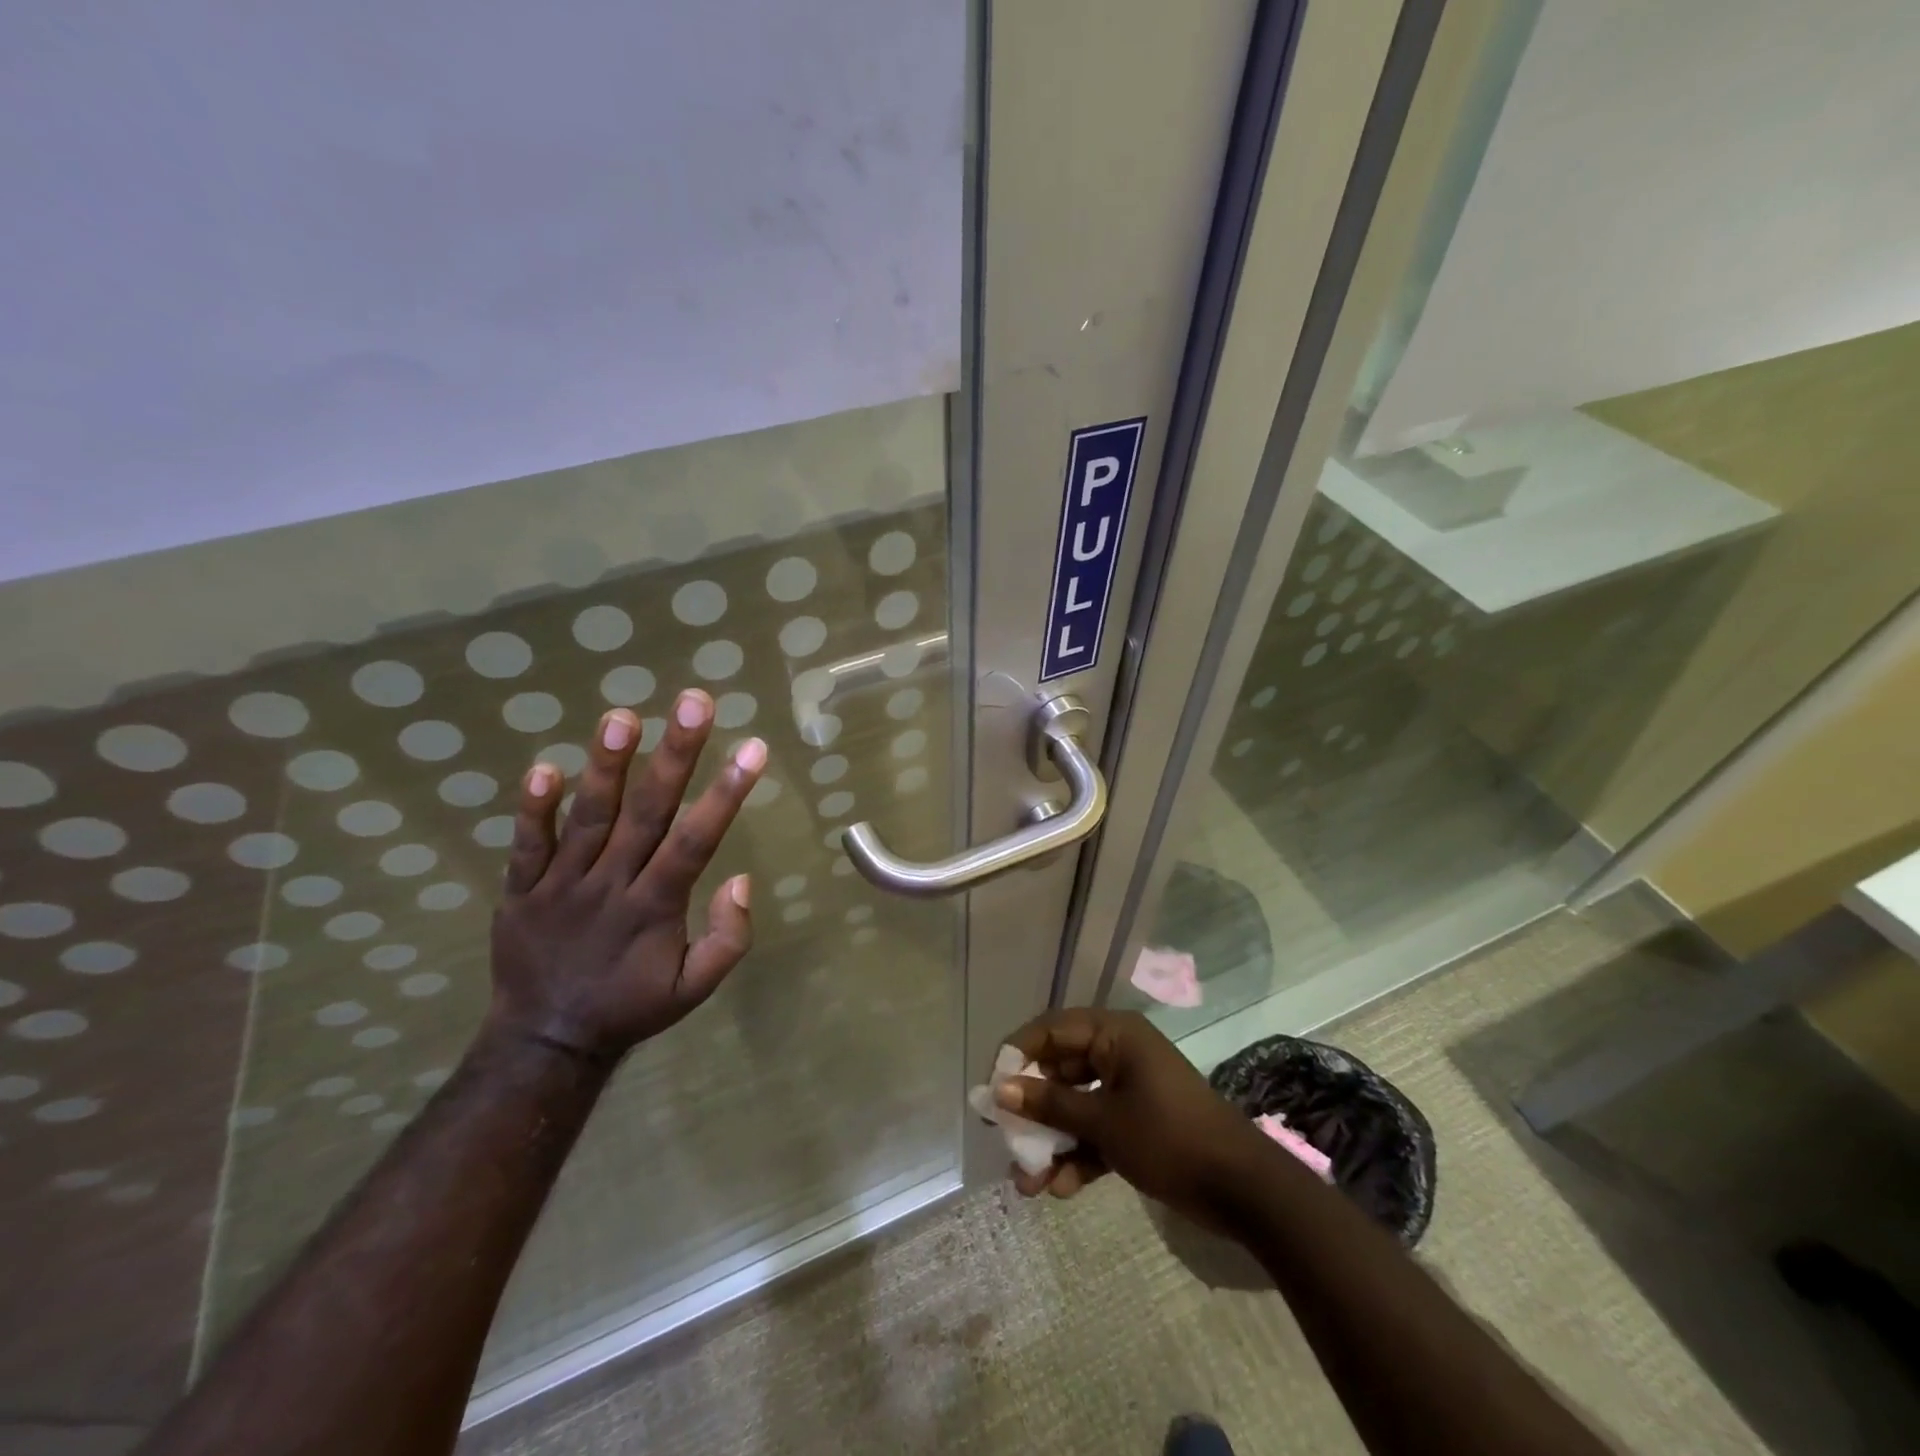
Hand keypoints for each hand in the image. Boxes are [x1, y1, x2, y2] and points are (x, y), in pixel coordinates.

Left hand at [486, 690, 764, 1062]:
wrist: (544, 1041)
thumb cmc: (631, 1007)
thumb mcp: (693, 989)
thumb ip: (728, 939)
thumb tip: (742, 880)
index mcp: (655, 908)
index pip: (697, 841)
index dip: (726, 793)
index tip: (753, 747)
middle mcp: (611, 886)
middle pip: (647, 813)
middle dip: (675, 755)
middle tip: (694, 702)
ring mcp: (561, 885)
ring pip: (588, 818)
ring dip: (607, 766)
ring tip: (622, 715)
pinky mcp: (520, 891)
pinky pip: (526, 845)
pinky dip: (533, 808)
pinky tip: (545, 767)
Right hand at [994, 1008, 1270, 1226]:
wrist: (1244, 1190)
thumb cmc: (1169, 1138)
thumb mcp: (1104, 1121)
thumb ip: (1050, 1104)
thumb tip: (999, 1090)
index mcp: (1114, 1034)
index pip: (1050, 1030)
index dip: (1017, 1056)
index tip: (990, 1090)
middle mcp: (1118, 1052)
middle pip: (1060, 1071)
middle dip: (1033, 1111)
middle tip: (1005, 1140)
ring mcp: (1129, 1088)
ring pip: (1076, 1106)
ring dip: (1052, 1141)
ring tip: (1028, 1183)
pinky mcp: (1138, 1122)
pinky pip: (1097, 1129)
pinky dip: (1079, 1154)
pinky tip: (1061, 1190)